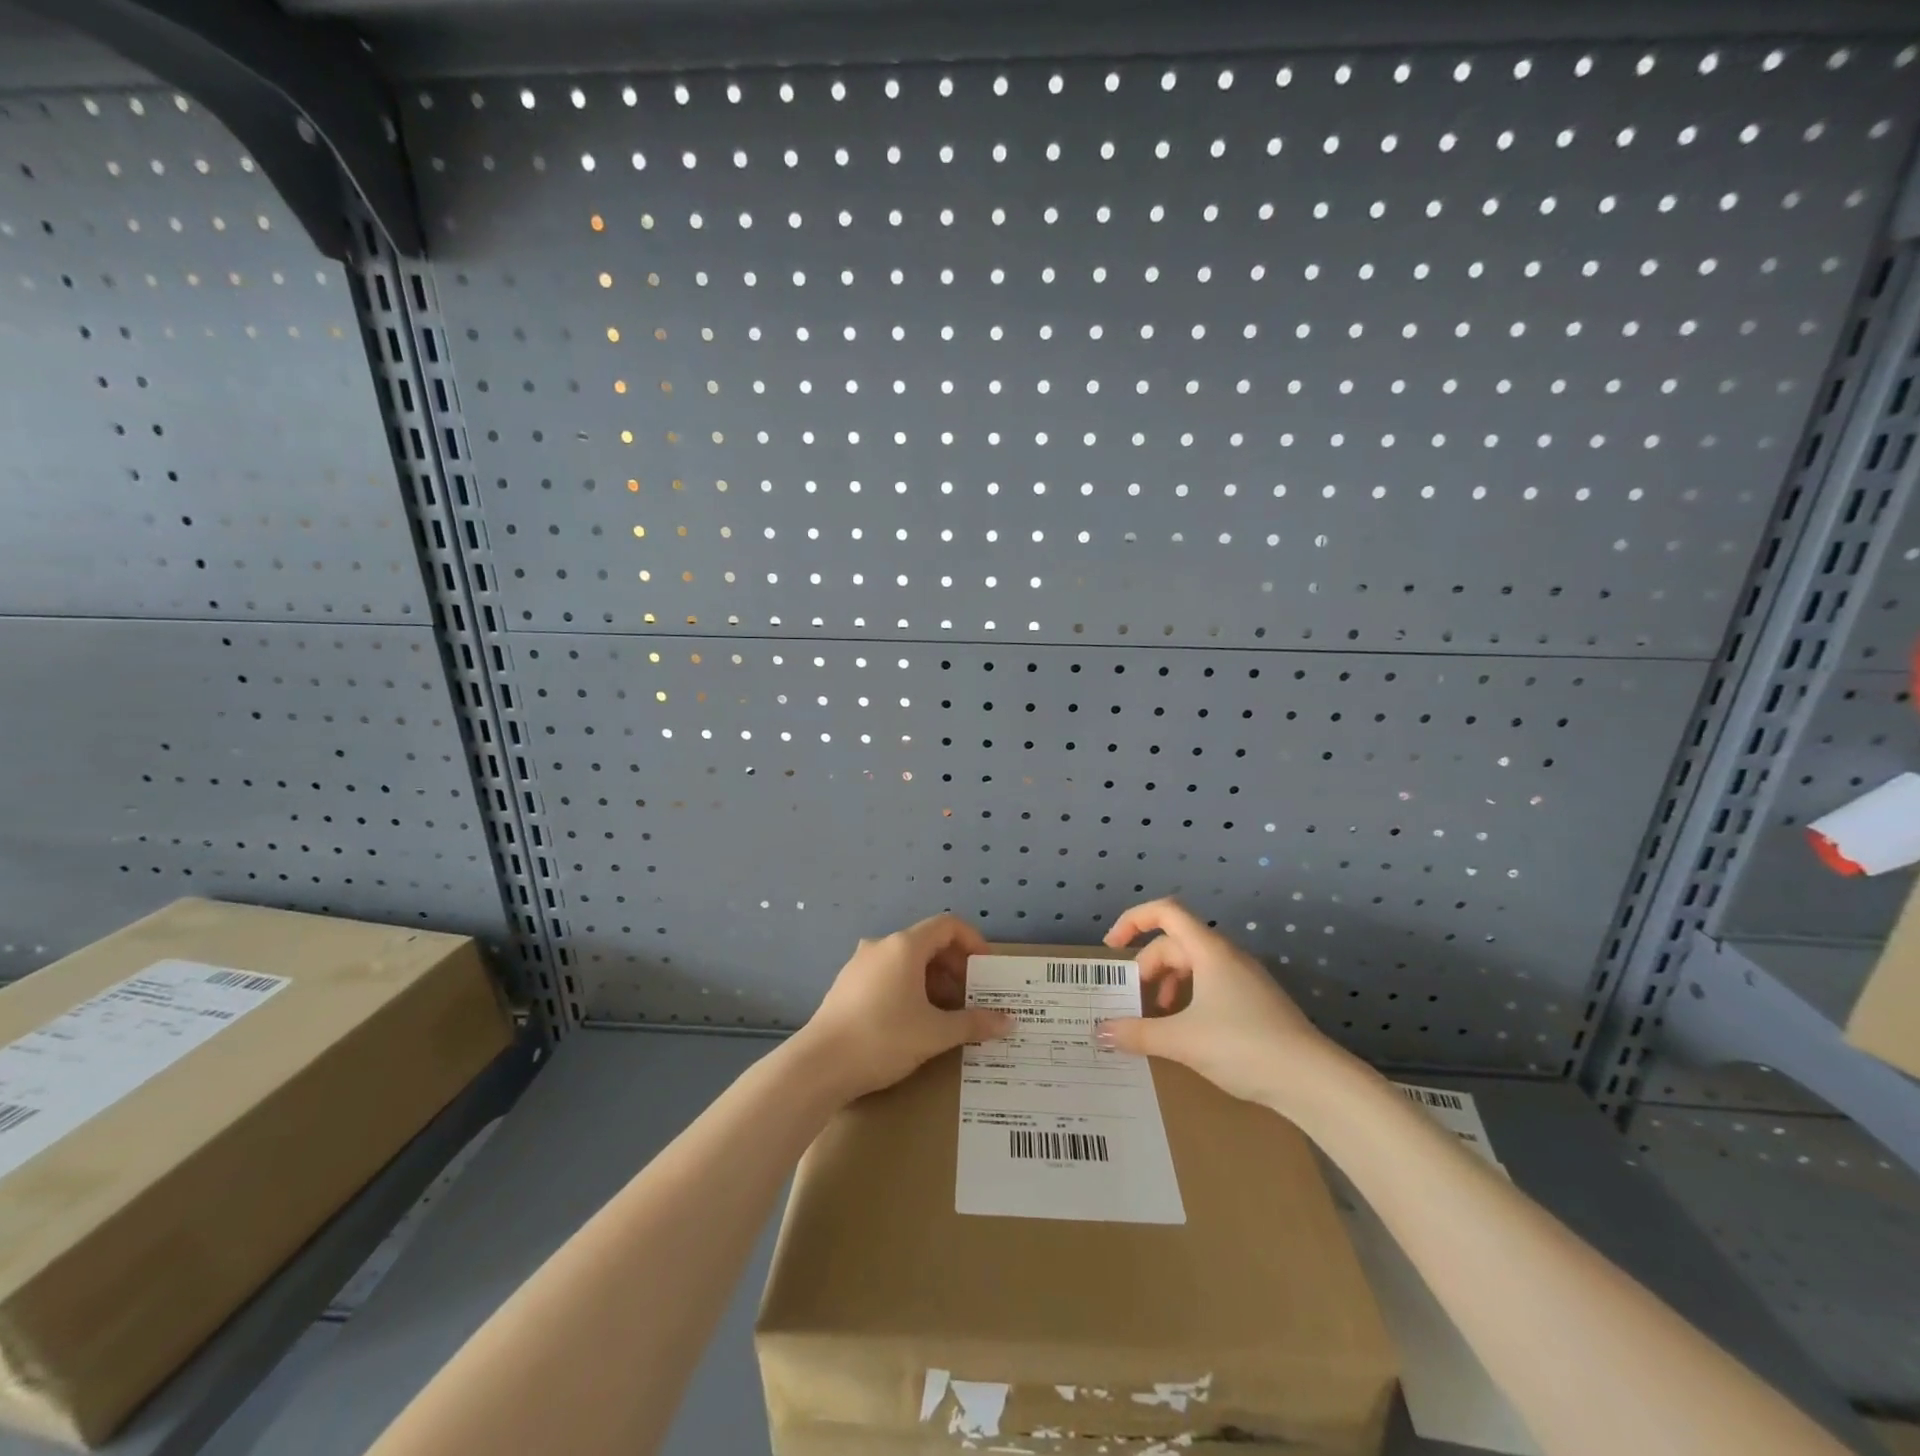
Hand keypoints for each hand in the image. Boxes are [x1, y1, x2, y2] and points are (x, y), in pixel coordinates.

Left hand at [794, 914, 1015, 1101]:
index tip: (986, 969)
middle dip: (955, 967)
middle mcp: (882, 945)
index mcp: (904, 946)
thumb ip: (974, 1023)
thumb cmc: (883, 1038)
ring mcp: (860, 964)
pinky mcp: (847, 985)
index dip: (973, 941)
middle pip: (928, 943)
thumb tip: (1009, 1022)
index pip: (947, 925)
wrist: (818, 1066)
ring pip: (907, 961)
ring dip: (933, 980)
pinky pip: (888, 975)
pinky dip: (910, 988)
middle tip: (972, 997)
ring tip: (947, 1014)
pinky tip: (914, 1021)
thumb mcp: (935, 1033)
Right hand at [1096, 898, 1357, 1113]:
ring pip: (1194, 966)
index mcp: (1209, 950)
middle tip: (1132, 1001)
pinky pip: (1211, 986)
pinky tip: (1186, 1032)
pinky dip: (1189, 999)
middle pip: (1175, 943)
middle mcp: (1227, 956)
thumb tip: (1101, 1031)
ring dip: (1168, 985)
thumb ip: (1138, 1033)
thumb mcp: (1182, 1040)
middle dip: (1147, 967)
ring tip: (1156, 1019)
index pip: (1165, 912)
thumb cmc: (1243, 1046)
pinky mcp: (1256, 1003)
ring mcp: (1245, 979)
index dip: (1133, 921)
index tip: (1111, 949)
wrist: (1313, 1081)